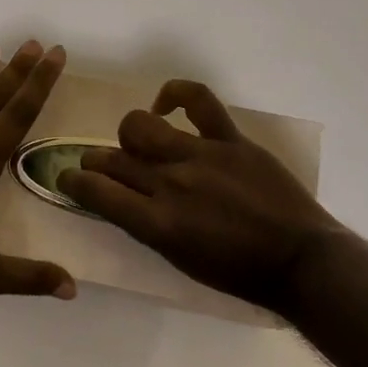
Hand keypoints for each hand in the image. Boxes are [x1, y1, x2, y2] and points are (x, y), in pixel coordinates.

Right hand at [58, 80, 338, 315]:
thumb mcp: (179, 260)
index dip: (73, 182)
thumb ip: (145, 227)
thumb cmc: (238, 273)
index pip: (96, 192)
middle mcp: (171, 184)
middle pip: (113, 159)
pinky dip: (175, 93)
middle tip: (95, 165)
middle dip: (93, 161)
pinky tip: (165, 104)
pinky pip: (197, 99)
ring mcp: (200, 156)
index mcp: (157, 223)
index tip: (67, 178)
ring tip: (137, 144)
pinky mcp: (229, 139)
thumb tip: (120, 200)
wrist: (300, 261)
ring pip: (140, 127)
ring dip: (128, 136)